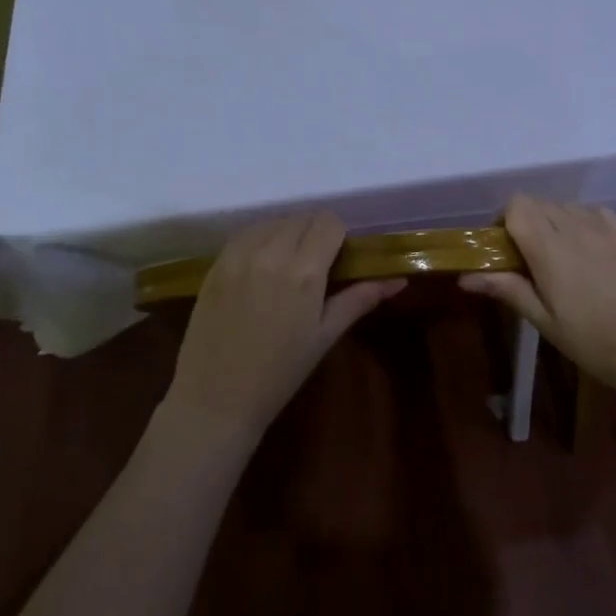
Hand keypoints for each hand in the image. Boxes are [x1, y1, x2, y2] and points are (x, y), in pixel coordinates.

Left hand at [167, 213, 404, 438]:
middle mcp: (271, 254)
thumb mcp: (325, 336)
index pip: (328, 222)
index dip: (338, 236)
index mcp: (304, 273)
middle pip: (302, 218)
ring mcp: (239, 256)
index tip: (337, 258)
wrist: (216, 398)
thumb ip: (360, 298)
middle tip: (314, 264)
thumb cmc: (280, 373)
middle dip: (314, 233)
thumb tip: (399, 279)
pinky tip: (260, 267)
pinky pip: (245, 234)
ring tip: (285, 265)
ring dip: (286, 233)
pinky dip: (259, 239)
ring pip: (273, 221)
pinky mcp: (216, 263)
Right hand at [460, 196, 615, 393]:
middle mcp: (574, 226)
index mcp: (549, 247)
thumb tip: (465, 277)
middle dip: (524, 222)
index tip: (504, 251)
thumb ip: (507, 290)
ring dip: (552, 222)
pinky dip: (579, 222)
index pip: (516, 205)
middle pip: (537, 203)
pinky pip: (591, 212)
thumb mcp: (546, 321)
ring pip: (563, 206)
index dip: (503, 221)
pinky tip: (588, 252)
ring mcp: (604, 226)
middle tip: (528, 261)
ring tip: (559, 258)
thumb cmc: (597, 343)